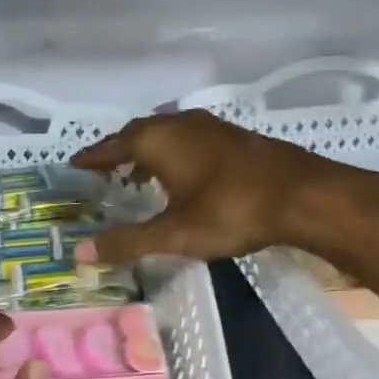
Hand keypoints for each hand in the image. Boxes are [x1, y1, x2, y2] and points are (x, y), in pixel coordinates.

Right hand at [71, 109, 378, 265]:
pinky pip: (189, 138)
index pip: (113, 145)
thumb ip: (128, 242)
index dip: (93, 156)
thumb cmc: (231, 210)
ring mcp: (210, 127)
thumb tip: (80, 253)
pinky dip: (174, 152)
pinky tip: (182, 174)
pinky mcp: (234, 137)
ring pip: (166, 133)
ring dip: (148, 150)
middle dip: (119, 150)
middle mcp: (180, 124)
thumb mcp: (174, 233)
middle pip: (138, 133)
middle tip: (103, 169)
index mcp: (158, 140)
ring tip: (138, 173)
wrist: (303, 194)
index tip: (75, 164)